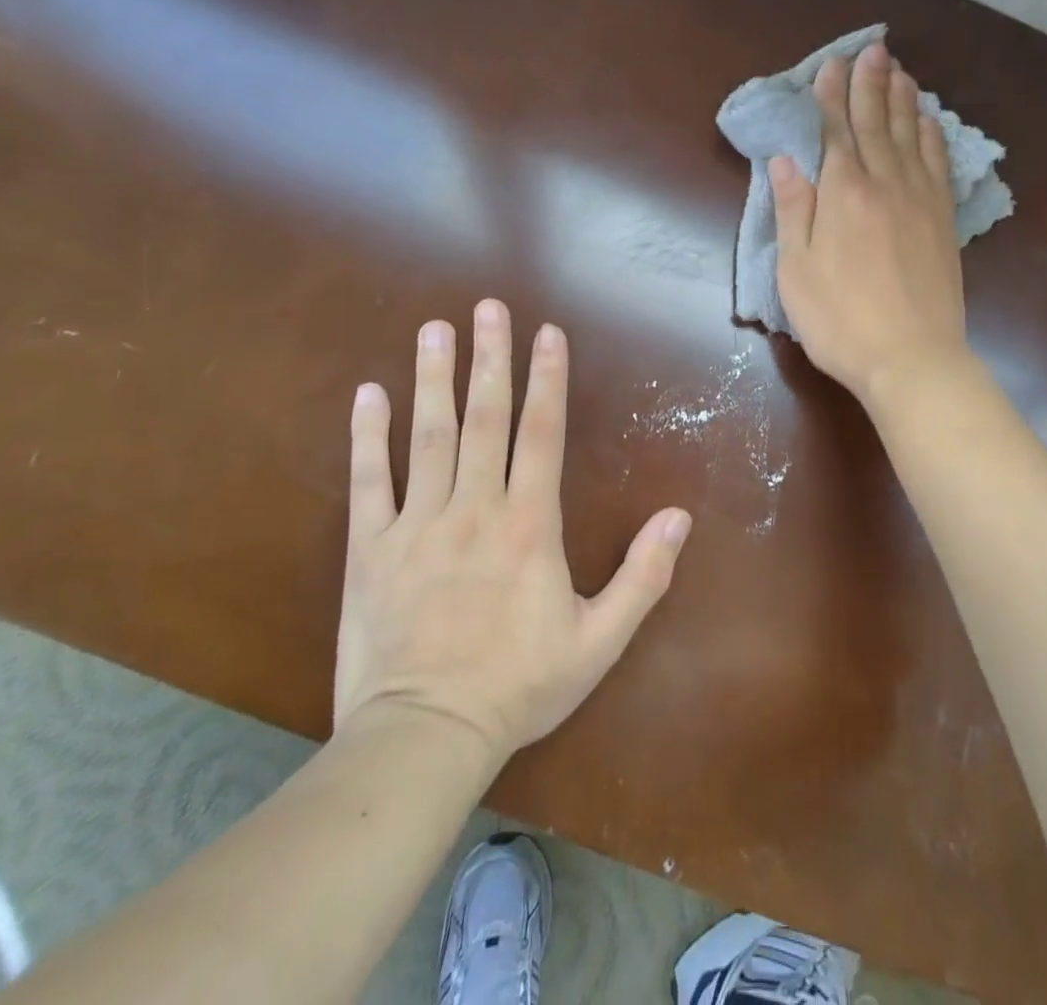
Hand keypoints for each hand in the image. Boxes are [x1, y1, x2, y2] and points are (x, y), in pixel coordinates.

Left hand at [333, 299, 692, 758]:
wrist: (424, 738)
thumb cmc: (518, 687)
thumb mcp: (599, 642)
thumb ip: (643, 576)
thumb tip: (678, 517)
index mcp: (528, 525)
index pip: (541, 434)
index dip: (547, 379)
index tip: (547, 334)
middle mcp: (473, 509)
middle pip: (484, 419)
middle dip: (489, 359)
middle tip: (487, 308)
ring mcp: (417, 525)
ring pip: (428, 437)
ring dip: (433, 379)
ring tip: (434, 330)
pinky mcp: (370, 550)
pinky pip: (368, 482)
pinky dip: (368, 436)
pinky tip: (369, 394)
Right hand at [770, 40, 969, 403]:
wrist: (912, 358)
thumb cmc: (841, 319)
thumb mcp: (797, 270)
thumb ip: (793, 210)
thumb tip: (785, 160)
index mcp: (843, 193)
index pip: (835, 131)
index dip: (831, 96)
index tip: (831, 64)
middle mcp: (885, 184)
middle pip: (877, 123)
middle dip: (870, 83)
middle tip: (873, 48)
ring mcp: (920, 201)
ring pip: (911, 136)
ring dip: (903, 100)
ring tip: (899, 70)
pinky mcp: (942, 221)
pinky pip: (938, 165)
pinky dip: (932, 137)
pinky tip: (930, 122)